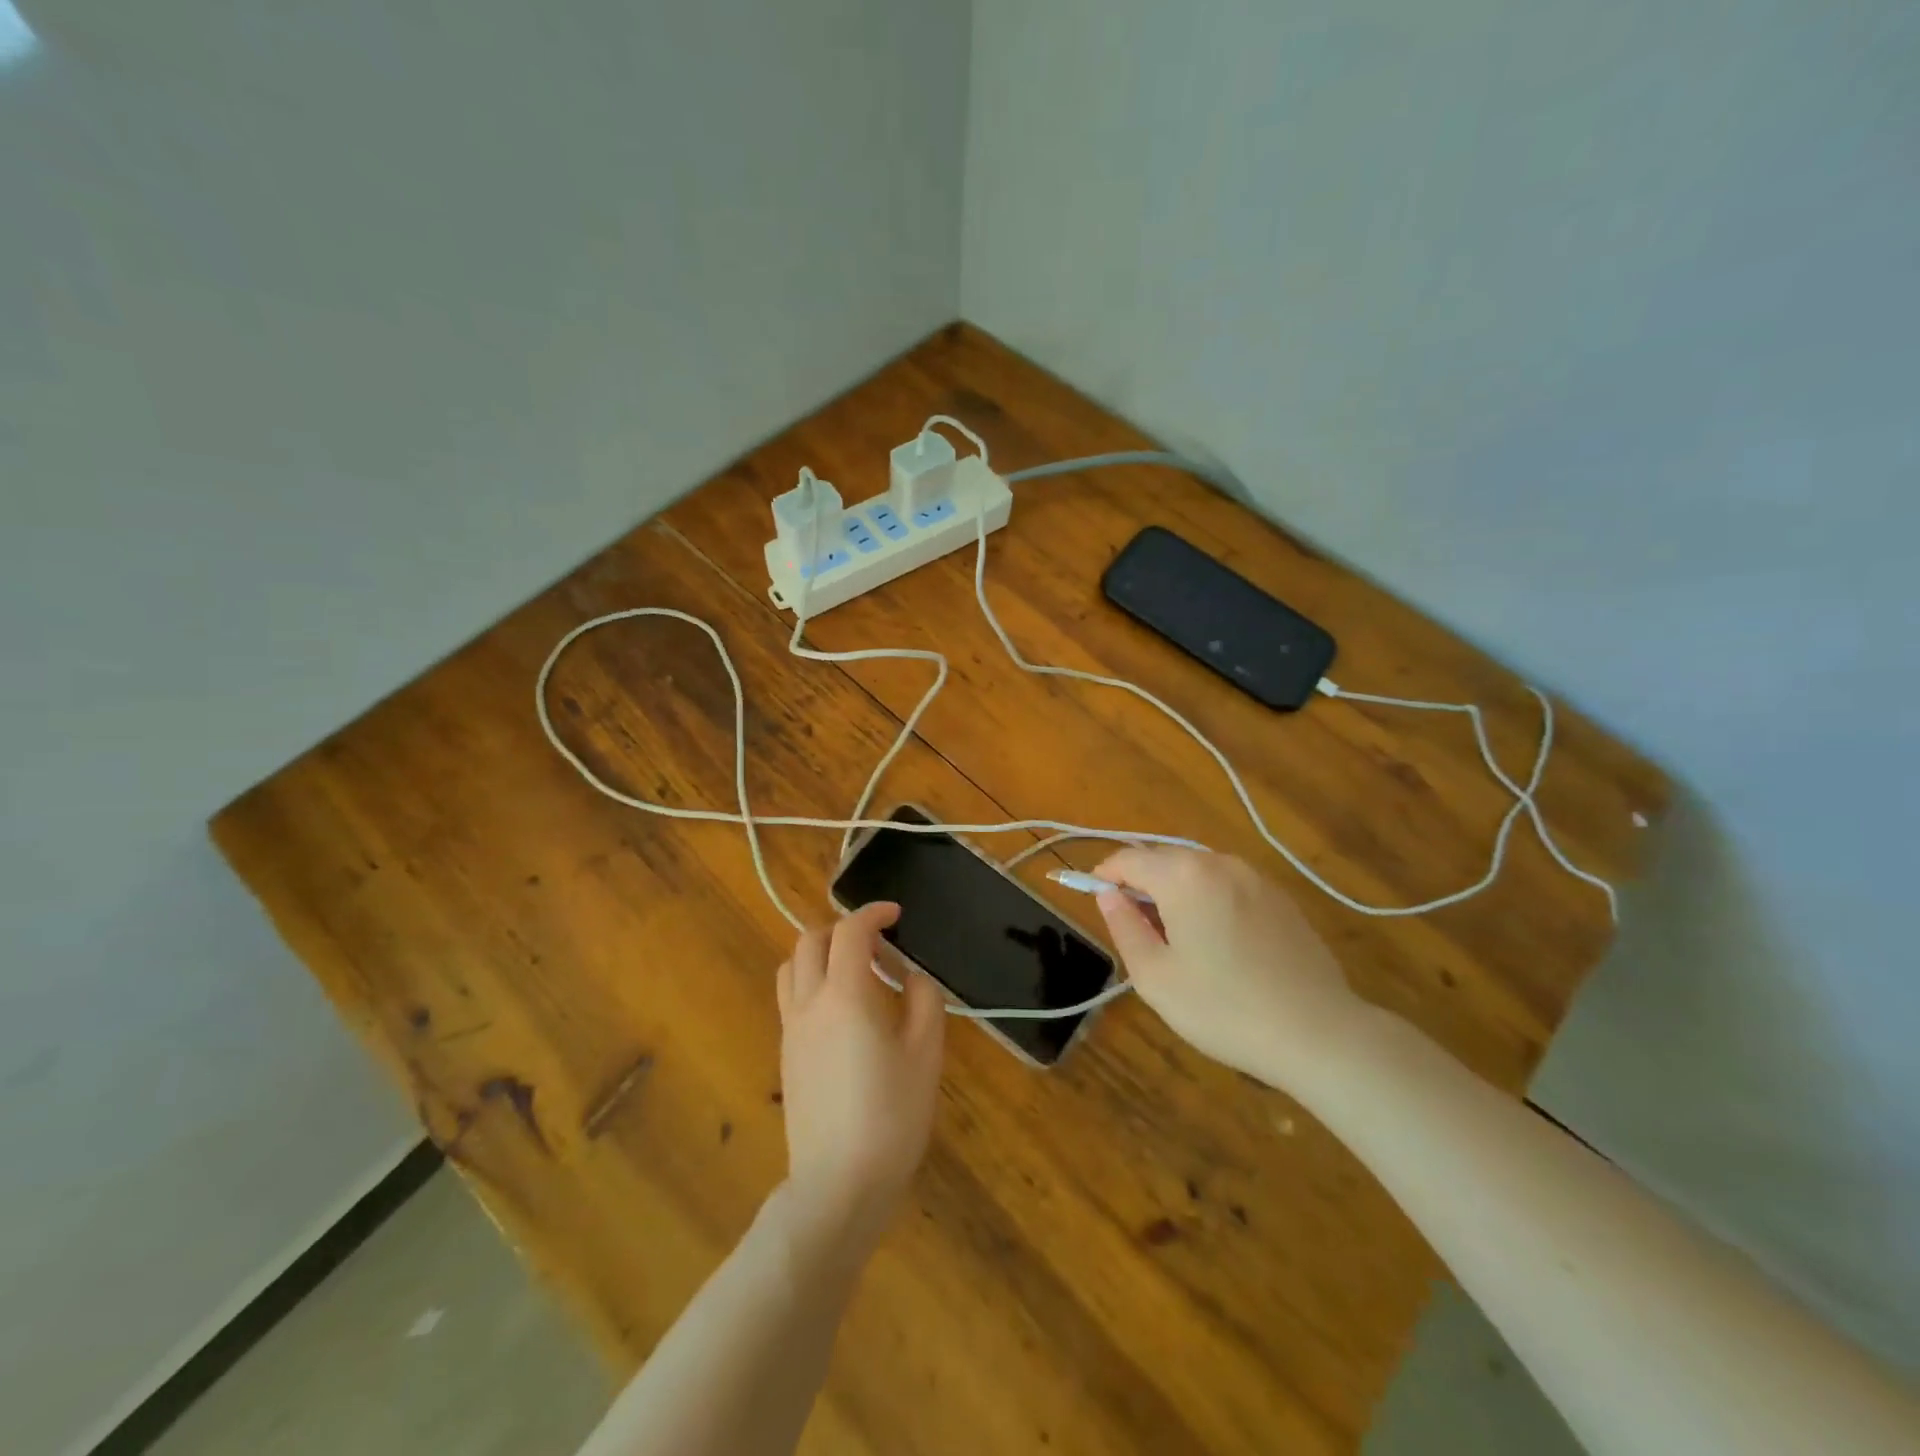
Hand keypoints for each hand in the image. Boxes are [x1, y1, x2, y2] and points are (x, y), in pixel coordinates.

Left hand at [775, 902, 945, 1254]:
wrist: (839, 1183)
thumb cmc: (892, 1115)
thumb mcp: (926, 1053)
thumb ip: (923, 1000)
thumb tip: (910, 978)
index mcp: (845, 994)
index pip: (850, 931)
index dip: (873, 913)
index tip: (896, 915)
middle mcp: (809, 1002)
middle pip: (810, 940)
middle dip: (842, 929)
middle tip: (877, 945)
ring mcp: (791, 1030)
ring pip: (791, 967)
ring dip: (819, 953)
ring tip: (854, 972)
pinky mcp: (786, 1055)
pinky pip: (791, 998)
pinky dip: (811, 982)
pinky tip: (842, 1011)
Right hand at [1093, 848, 1364, 1087]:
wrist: (1318, 1033)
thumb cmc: (1223, 1008)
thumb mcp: (1155, 976)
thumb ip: (1124, 927)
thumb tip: (1108, 895)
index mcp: (1184, 876)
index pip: (1129, 859)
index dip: (1104, 875)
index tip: (1094, 899)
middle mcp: (1220, 863)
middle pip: (1164, 860)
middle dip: (1141, 883)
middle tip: (1134, 928)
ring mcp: (1256, 878)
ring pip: (1198, 871)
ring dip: (1175, 892)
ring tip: (1175, 939)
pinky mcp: (1281, 898)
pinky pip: (1228, 886)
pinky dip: (1208, 900)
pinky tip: (1217, 943)